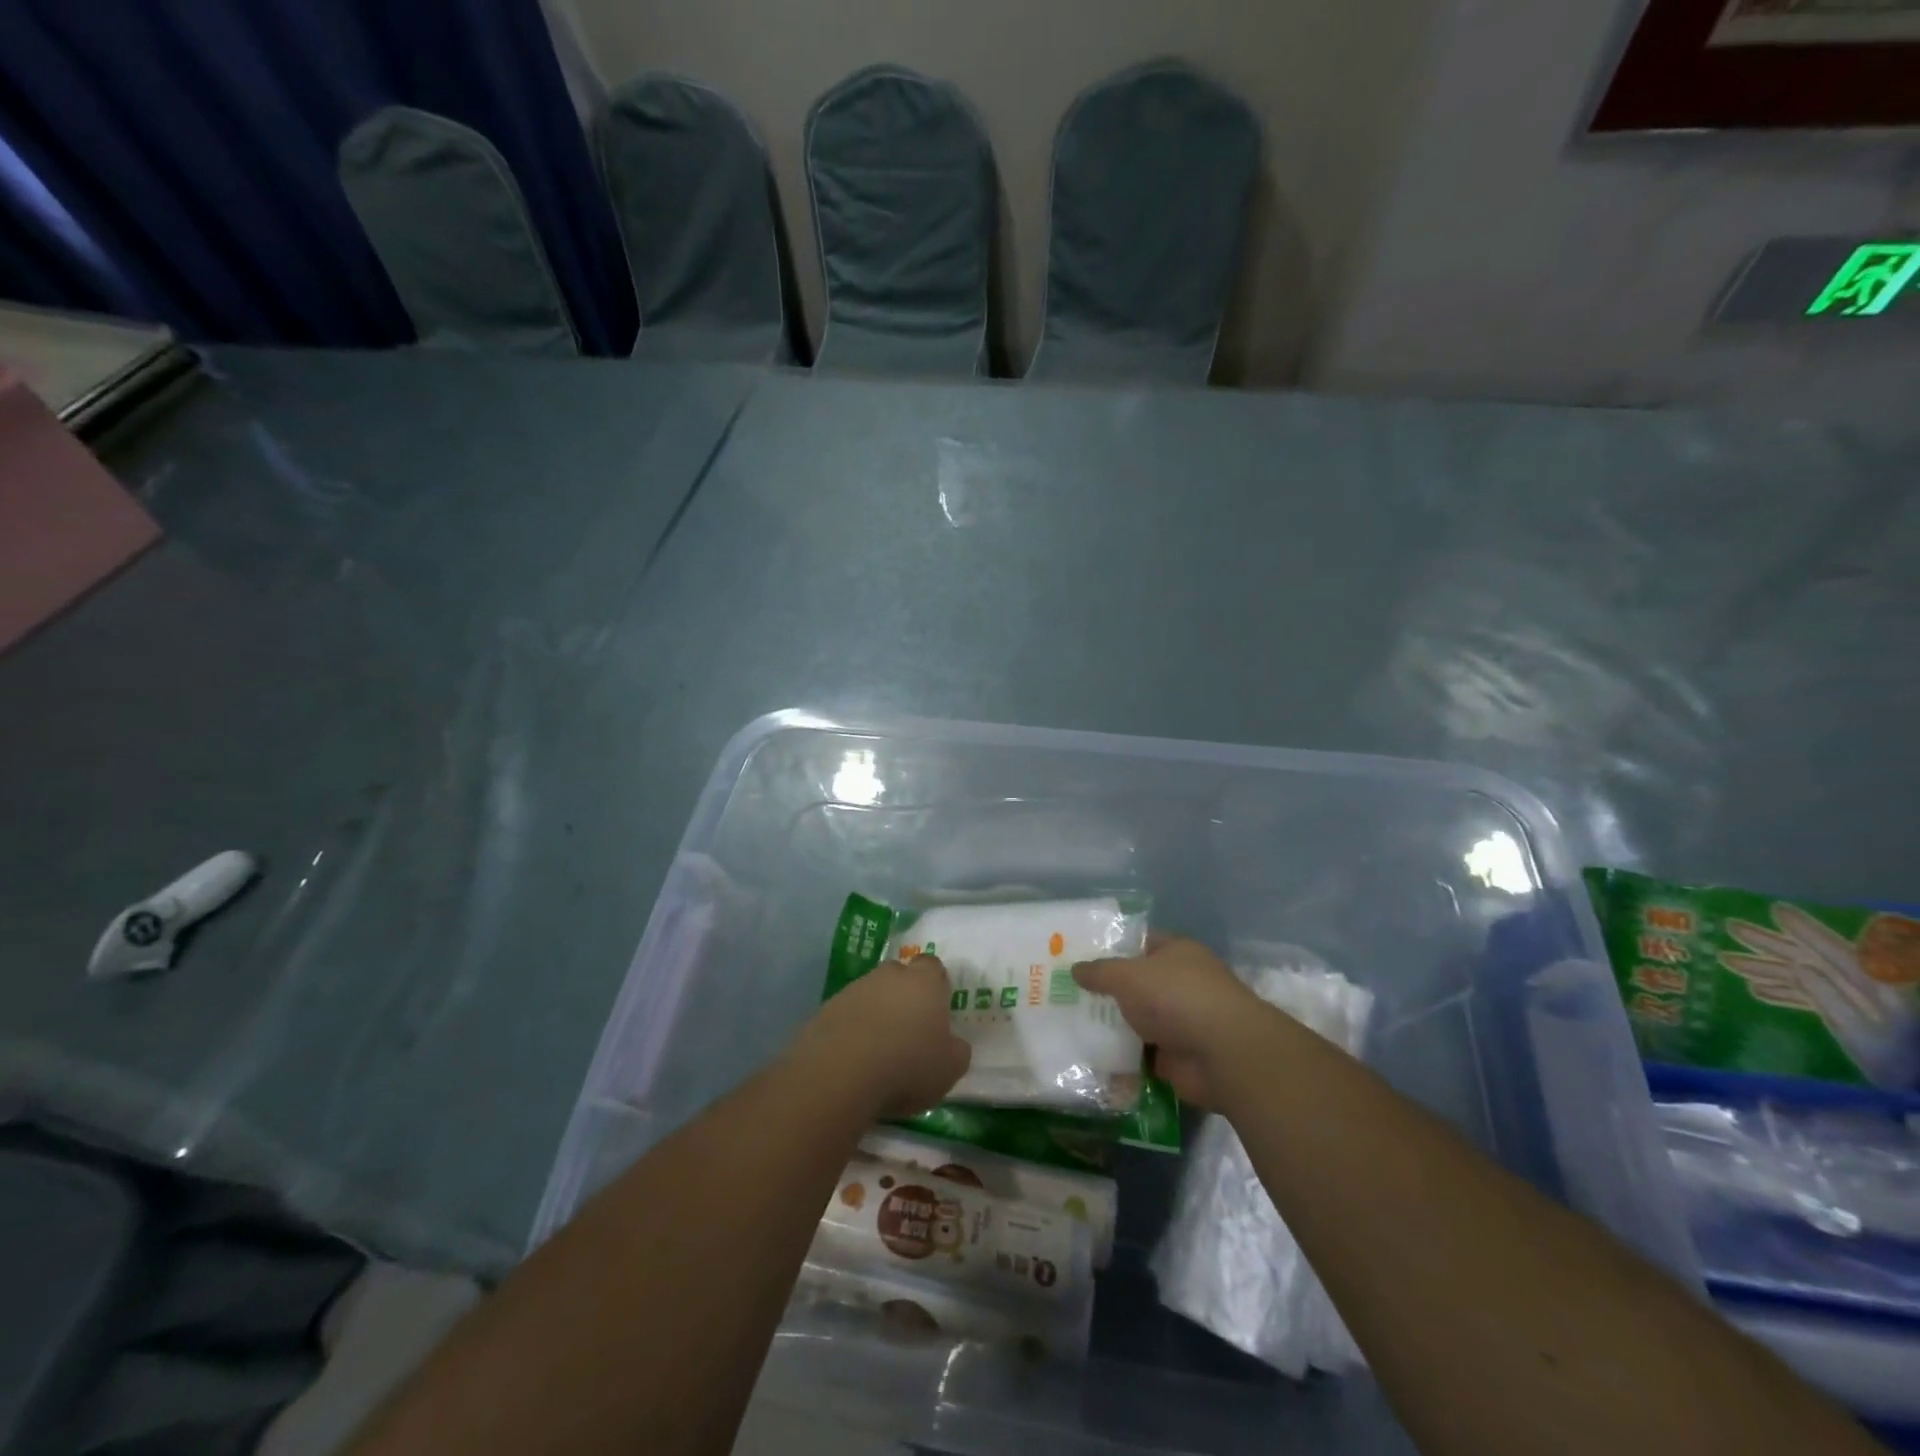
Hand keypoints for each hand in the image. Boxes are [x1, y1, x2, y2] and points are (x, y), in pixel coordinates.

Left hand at [789, 955, 970, 1118]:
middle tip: (909, 1030)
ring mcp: (854, 989)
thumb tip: (952, 1043)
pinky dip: (852, 1029)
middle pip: (900, 976)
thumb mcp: (950, 1068)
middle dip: (904, 996)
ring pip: (871, 994)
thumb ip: (957, 1050)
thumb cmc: (906, 1066)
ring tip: (878, 1051)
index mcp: (923, 981)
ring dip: (876, 1013)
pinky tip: (853, 1058)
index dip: (936, 985)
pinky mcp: (826, 1009)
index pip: (933, 966)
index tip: (937, 1011)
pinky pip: (847, 1014)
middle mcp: (888, 975)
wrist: (839, 1075)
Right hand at [1073, 934, 1272, 1108]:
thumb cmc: (1176, 996)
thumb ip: (1099, 971)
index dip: (1110, 947)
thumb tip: (1075, 969)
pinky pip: (1142, 1055)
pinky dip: (1122, 1059)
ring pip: (1138, 1020)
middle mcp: (1181, 983)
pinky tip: (1091, 1059)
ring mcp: (1181, 1021)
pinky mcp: (1178, 1057)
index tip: (1078, 956)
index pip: (1139, 942)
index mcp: (1176, 952)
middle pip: (1137, 984)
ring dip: (1113, 1027)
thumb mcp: (1128, 975)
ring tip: (1071, 1027)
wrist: (1222, 1054)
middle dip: (1106, 991)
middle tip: (1067, 994)